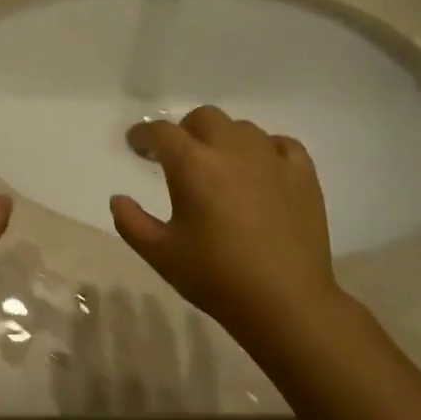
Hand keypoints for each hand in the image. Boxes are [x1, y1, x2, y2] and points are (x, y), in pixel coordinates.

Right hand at [110, 106, 339, 333]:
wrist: (285, 301)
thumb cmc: (216, 277)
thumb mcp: (161, 254)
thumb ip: (131, 223)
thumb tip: (118, 199)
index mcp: (192, 164)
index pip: (162, 132)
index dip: (144, 134)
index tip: (137, 146)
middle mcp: (231, 149)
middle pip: (204, 117)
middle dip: (185, 131)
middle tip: (179, 158)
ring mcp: (271, 157)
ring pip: (242, 128)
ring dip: (224, 139)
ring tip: (221, 167)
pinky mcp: (302, 173)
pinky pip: (280, 144)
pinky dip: (265, 150)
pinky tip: (262, 170)